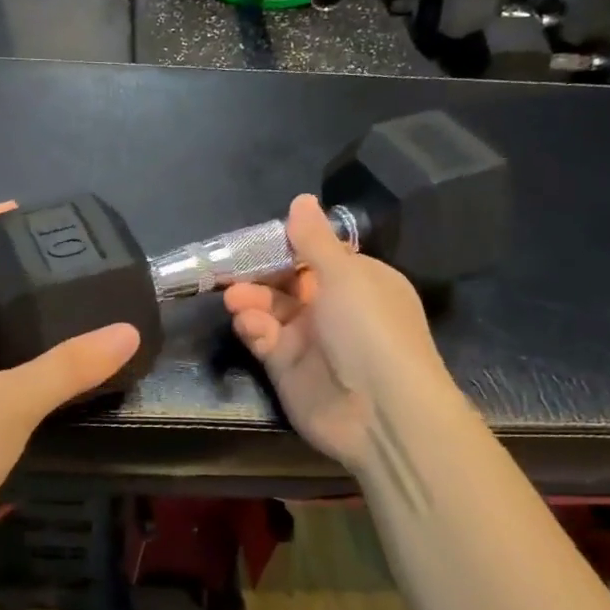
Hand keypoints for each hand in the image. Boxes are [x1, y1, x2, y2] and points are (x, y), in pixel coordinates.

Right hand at [224, 194, 449, 472]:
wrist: (380, 410)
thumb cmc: (369, 328)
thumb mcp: (344, 274)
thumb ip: (313, 239)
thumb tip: (301, 199)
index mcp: (358, 281)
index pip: (316, 255)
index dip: (286, 246)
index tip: (255, 239)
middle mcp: (334, 307)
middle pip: (287, 282)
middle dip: (259, 274)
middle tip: (229, 269)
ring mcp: (310, 339)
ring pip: (271, 310)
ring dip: (251, 300)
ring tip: (233, 298)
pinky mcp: (287, 368)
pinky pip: (264, 339)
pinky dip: (254, 329)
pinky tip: (249, 325)